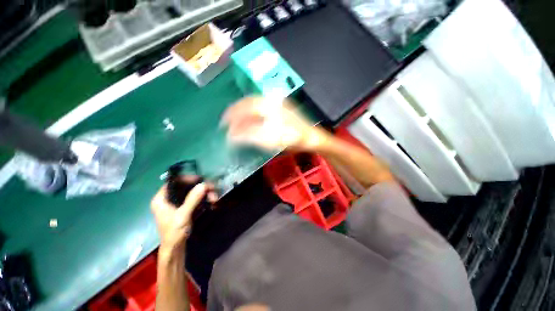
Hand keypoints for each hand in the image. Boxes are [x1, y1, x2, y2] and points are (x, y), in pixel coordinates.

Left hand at [150, 176, 217, 251]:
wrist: (175, 249)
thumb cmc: (174, 233)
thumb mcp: (183, 215)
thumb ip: (192, 199)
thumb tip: (204, 185)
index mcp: (161, 199)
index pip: (173, 182)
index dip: (187, 179)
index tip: (201, 180)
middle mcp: (168, 199)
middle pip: (185, 186)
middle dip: (200, 188)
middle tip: (212, 190)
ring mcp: (176, 204)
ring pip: (192, 192)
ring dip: (204, 194)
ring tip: (214, 198)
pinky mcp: (183, 208)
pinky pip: (194, 198)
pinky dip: (203, 199)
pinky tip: (211, 201)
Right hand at [221, 96, 330, 151]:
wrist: (312, 138)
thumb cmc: (293, 139)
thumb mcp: (271, 139)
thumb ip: (250, 135)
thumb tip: (232, 136)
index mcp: (270, 105)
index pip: (246, 107)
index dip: (233, 115)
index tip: (225, 124)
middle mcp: (272, 101)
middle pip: (249, 103)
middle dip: (236, 112)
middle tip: (227, 122)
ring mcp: (278, 104)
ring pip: (255, 104)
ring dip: (243, 112)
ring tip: (235, 121)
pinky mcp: (281, 110)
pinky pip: (262, 108)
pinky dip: (252, 114)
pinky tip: (249, 121)